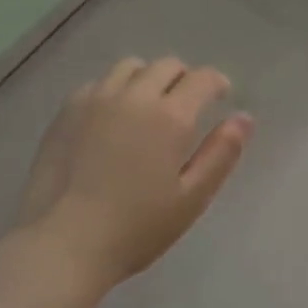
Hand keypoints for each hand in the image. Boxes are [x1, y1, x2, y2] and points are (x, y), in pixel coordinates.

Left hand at [9, 57, 253, 297]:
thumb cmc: (135, 228)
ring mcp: (96, 98)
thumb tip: (244, 118)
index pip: (202, 78)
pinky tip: (111, 119)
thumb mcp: (191, 198)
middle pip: (166, 65)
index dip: (216, 83)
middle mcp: (134, 95)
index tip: (220, 95)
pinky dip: (115, 90)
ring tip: (147, 107)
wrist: (63, 242)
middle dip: (184, 78)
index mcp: (170, 116)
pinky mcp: (67, 109)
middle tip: (186, 106)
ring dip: (148, 78)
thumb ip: (221, 154)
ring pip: (130, 67)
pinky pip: (99, 83)